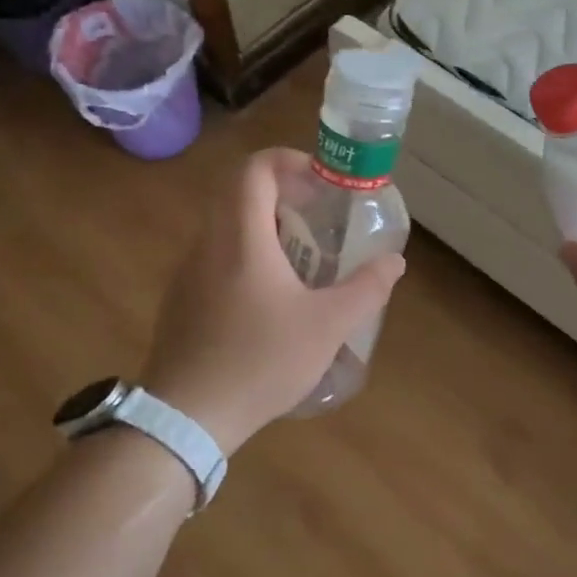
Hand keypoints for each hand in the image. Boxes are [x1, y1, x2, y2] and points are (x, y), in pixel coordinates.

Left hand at [140, 148, 405, 453]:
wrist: (187, 416)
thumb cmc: (260, 361)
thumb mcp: (327, 326)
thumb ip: (366, 289)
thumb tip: (395, 261)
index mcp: (241, 237)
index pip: (254, 168)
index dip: (289, 160)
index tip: (320, 181)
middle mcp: (209, 242)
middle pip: (238, 191)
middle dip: (282, 191)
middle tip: (317, 214)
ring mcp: (188, 271)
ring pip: (225, 224)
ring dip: (263, 223)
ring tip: (300, 255)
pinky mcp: (181, 297)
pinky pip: (215, 254)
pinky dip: (245, 252)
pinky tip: (269, 295)